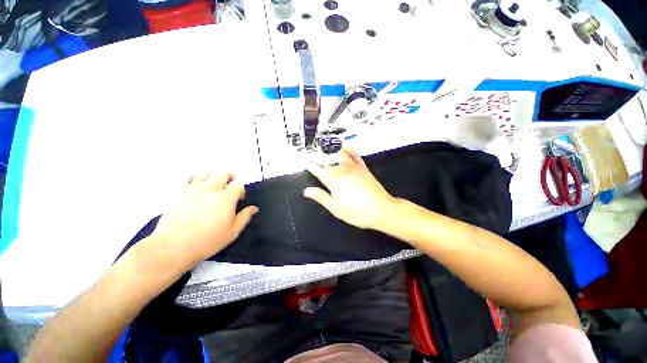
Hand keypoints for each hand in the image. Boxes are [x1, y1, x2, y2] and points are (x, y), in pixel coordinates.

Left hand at [152, 172, 257, 270]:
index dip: (241, 189)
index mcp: (226, 198)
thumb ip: (245, 217)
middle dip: (229, 177)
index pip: (238, 184)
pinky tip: (195, 186)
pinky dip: (193, 179)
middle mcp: (211, 189)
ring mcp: (193, 189)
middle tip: (228, 185)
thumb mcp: (233, 232)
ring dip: (212, 176)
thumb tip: (254, 208)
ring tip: (212, 184)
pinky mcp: (178, 191)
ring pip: (206, 173)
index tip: (239, 198)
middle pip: (223, 173)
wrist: (174, 246)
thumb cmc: (208, 240)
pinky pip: (187, 178)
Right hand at [304, 148, 396, 229]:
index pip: (318, 171)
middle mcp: (342, 170)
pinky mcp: (363, 168)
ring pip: (340, 155)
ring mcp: (353, 167)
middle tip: (312, 153)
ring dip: (332, 151)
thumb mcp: (335, 208)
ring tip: (326, 147)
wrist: (381, 209)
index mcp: (333, 180)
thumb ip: (321, 197)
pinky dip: (349, 151)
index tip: (306, 162)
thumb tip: (306, 191)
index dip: (311, 166)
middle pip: (327, 162)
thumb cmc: (356, 212)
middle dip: (319, 158)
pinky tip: (346, 148)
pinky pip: (355, 156)